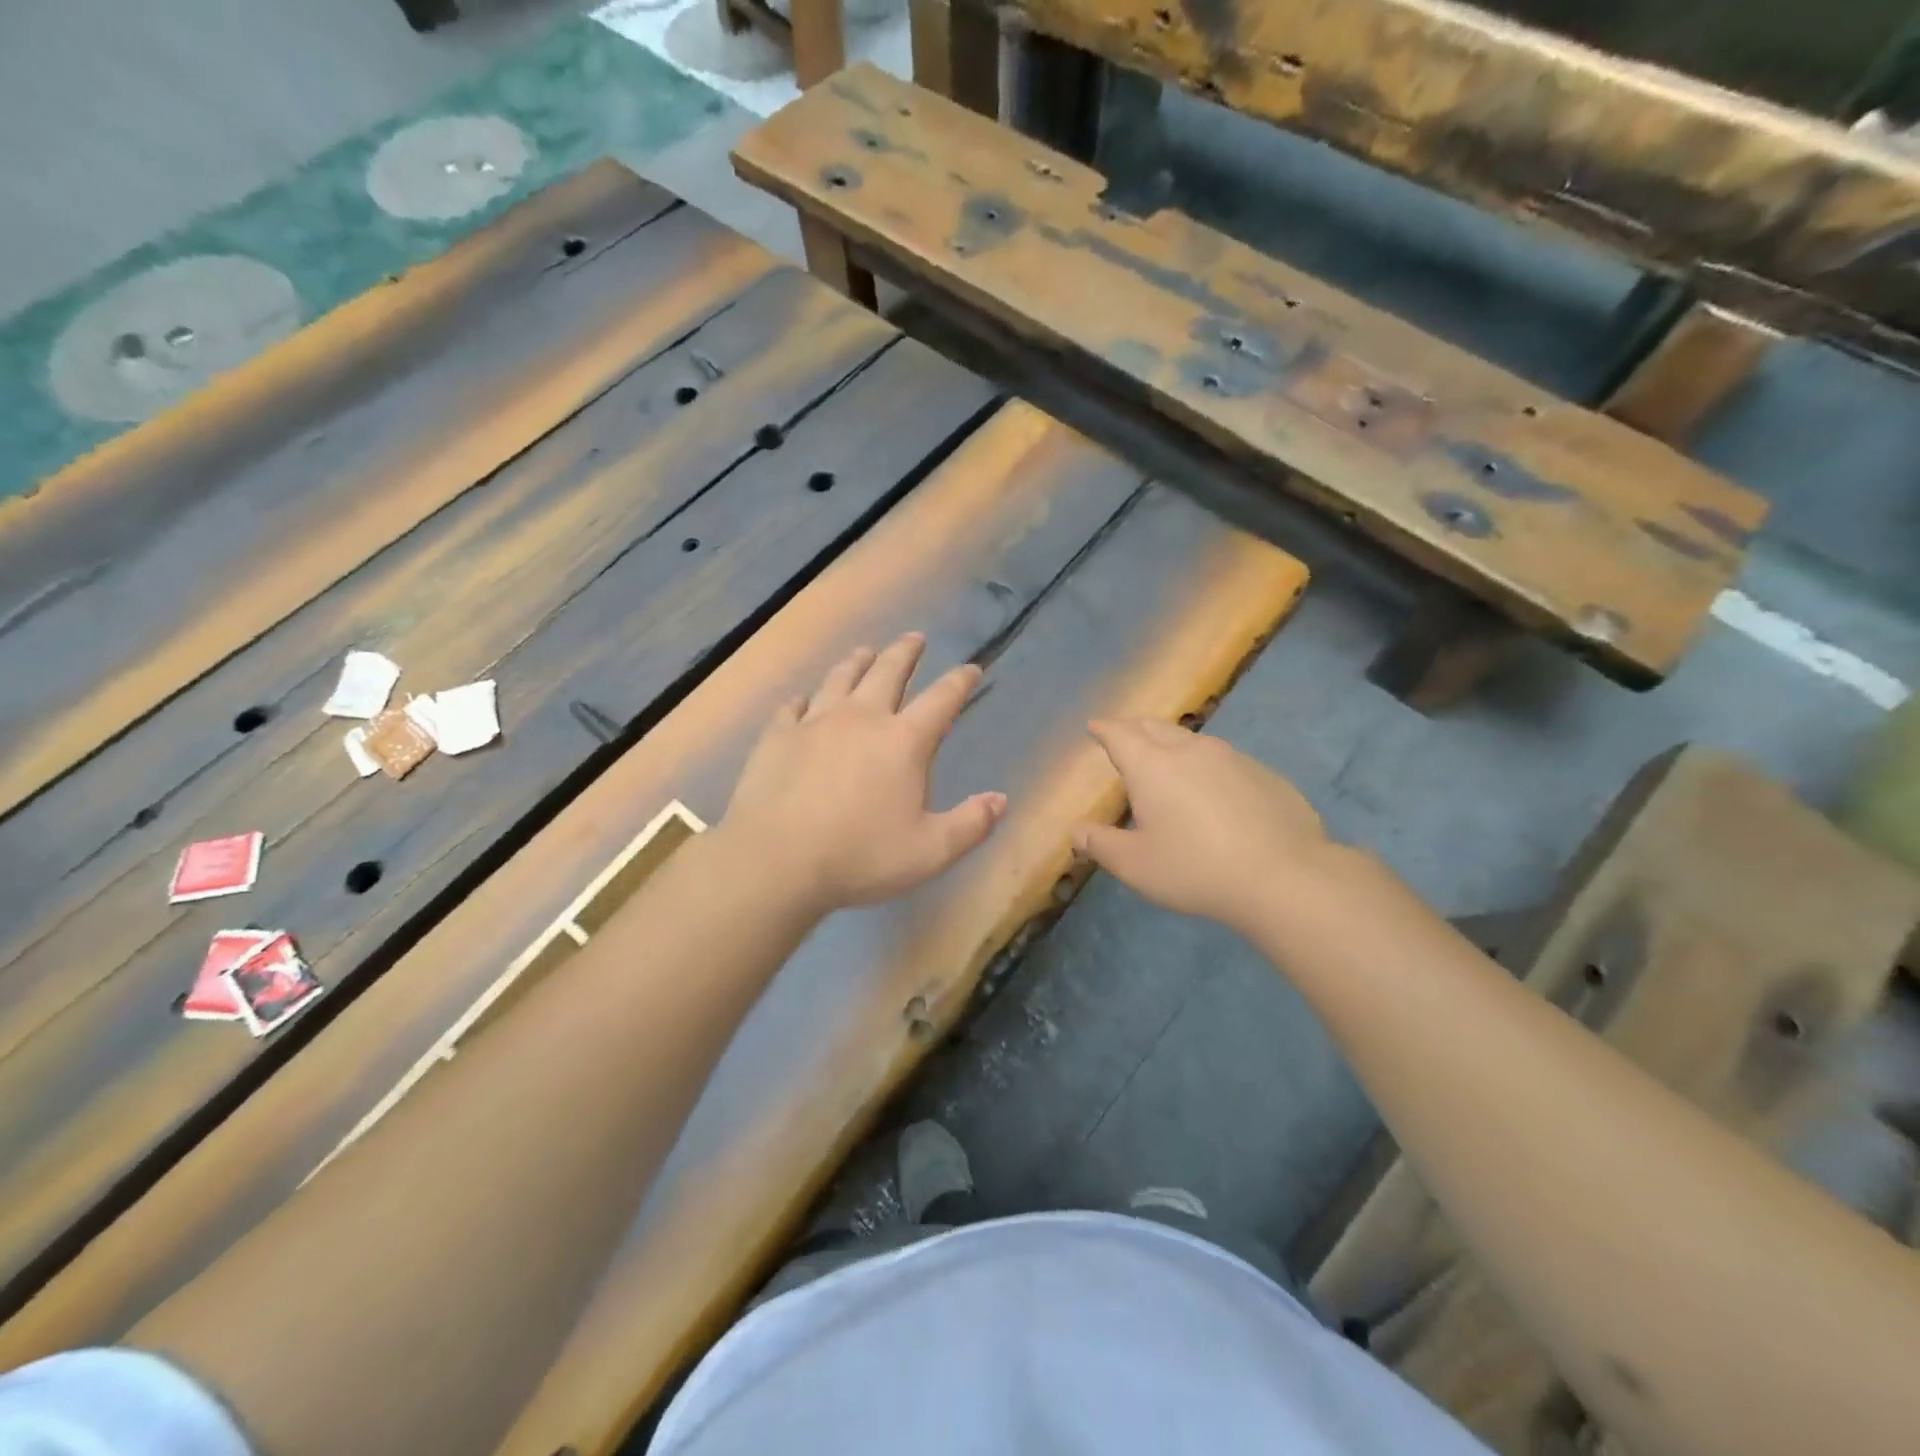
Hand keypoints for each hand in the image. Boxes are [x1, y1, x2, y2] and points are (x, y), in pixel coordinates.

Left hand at [721, 633, 1005, 913]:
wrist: (776, 860)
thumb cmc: (860, 856)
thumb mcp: (930, 851)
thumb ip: (971, 825)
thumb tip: (1000, 800)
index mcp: (903, 741)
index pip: (942, 699)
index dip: (960, 681)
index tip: (972, 668)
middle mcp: (862, 718)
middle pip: (888, 672)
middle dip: (906, 652)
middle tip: (915, 638)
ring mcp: (815, 723)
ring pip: (840, 678)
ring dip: (856, 662)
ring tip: (865, 651)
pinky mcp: (777, 736)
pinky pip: (793, 707)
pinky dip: (803, 699)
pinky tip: (803, 700)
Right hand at [1073, 719, 1338, 935]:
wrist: (1283, 877)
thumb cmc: (1195, 869)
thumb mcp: (1135, 866)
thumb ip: (1100, 845)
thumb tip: (1076, 832)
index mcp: (1152, 766)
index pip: (1120, 734)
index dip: (1104, 729)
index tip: (1095, 726)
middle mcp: (1190, 750)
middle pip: (1155, 727)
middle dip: (1135, 728)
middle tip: (1124, 735)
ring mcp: (1232, 758)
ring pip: (1192, 740)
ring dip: (1171, 743)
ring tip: (1166, 759)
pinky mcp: (1264, 774)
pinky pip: (1224, 760)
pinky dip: (1206, 765)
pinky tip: (1212, 789)